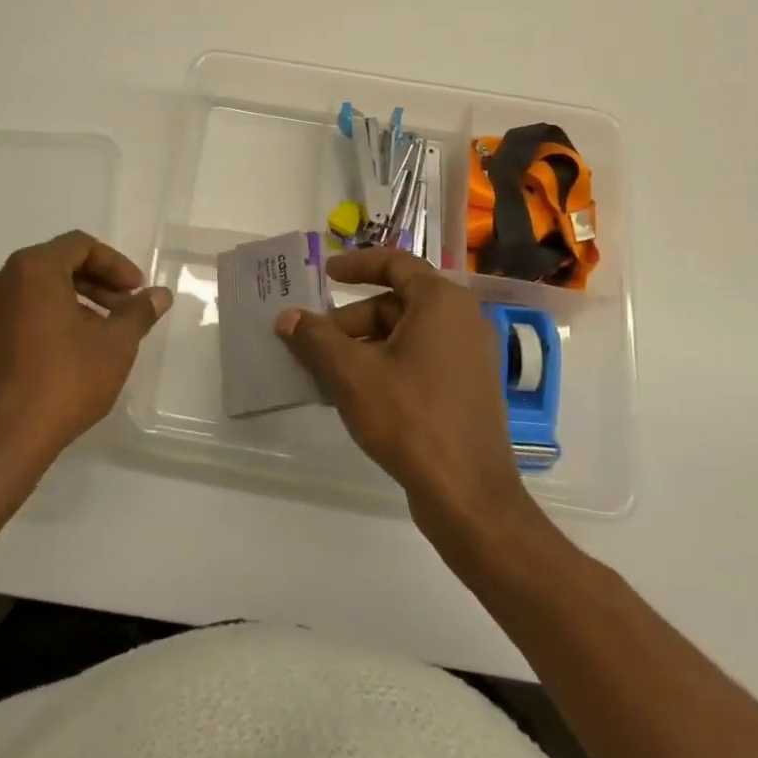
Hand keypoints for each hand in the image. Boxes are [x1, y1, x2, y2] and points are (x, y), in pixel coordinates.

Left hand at [0, 231, 170, 477]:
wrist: (2, 442)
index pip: (80, 246)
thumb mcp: (115, 345)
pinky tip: (68, 352)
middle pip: (56, 265)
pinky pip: (16, 314)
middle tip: (124, 310)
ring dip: (72, 302)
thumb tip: (160, 295)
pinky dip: (45, 320)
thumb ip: (139, 312)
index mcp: (32, 269)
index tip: (136, 291)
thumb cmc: (64, 382)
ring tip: (100, 333)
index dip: (115, 264)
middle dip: (96, 283)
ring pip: (35, 291)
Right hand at [275, 248, 531, 538]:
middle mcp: (462, 319)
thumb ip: (316, 339)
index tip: (325, 275)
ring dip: (363, 347)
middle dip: (350, 321)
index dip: (356, 265)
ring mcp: (469, 356)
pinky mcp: (468, 388)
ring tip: (326, 373)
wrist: (469, 495)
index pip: (395, 262)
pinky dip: (386, 366)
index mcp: (441, 302)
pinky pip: (420, 360)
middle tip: (313, 342)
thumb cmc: (410, 418)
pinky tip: (355, 395)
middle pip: (395, 304)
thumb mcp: (352, 374)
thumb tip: (287, 317)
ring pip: (405, 335)